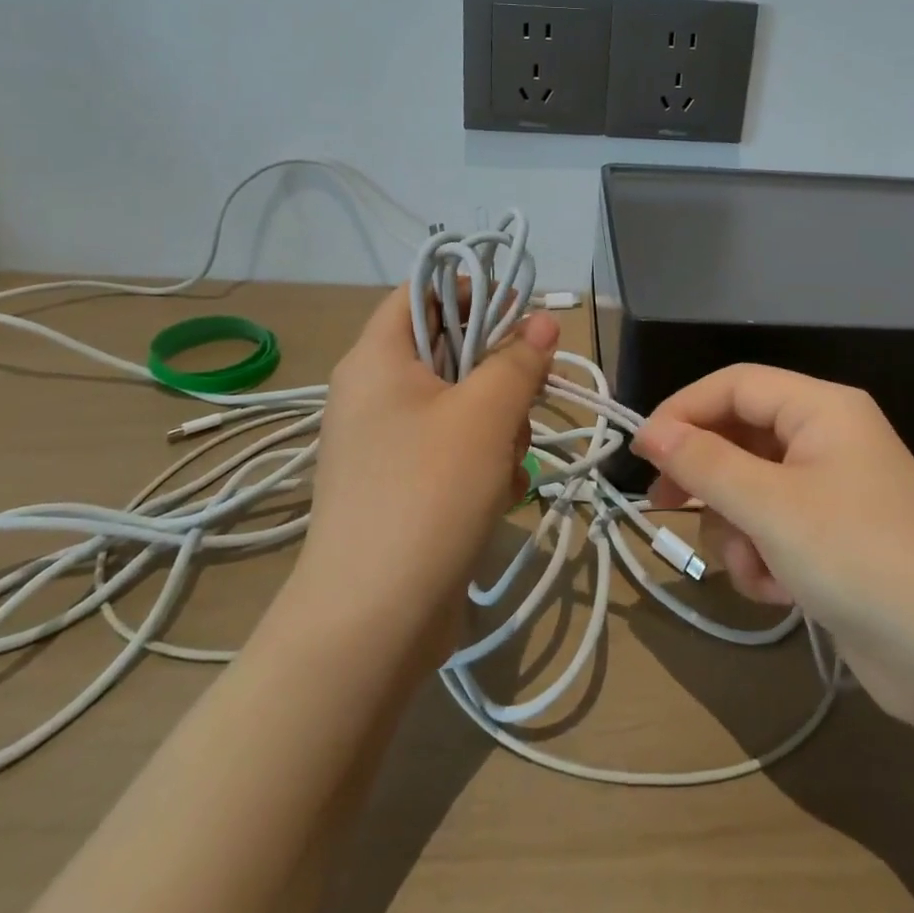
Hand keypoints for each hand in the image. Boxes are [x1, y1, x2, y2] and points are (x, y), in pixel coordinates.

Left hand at [295, 288, 558, 659]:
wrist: (373, 622)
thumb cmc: (428, 492)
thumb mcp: (486, 414)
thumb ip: (518, 358)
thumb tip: (542, 320)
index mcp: (376, 358)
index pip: (422, 292)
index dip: (472, 289)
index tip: (520, 313)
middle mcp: (372, 393)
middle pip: (448, 350)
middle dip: (497, 374)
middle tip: (523, 401)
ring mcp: (383, 443)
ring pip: (459, 404)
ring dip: (497, 425)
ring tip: (507, 463)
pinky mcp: (399, 485)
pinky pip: (451, 449)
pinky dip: (481, 462)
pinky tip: (499, 494)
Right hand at [633, 365, 913, 725]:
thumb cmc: (860, 558)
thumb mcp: (771, 507)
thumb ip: (705, 463)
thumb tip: (651, 432)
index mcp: (823, 408)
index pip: (735, 384)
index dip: (683, 410)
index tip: (642, 451)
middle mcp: (828, 438)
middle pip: (741, 436)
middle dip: (707, 478)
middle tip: (663, 504)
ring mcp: (832, 489)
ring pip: (751, 488)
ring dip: (738, 531)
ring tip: (752, 568)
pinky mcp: (834, 538)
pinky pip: (774, 527)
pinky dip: (763, 557)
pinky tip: (776, 593)